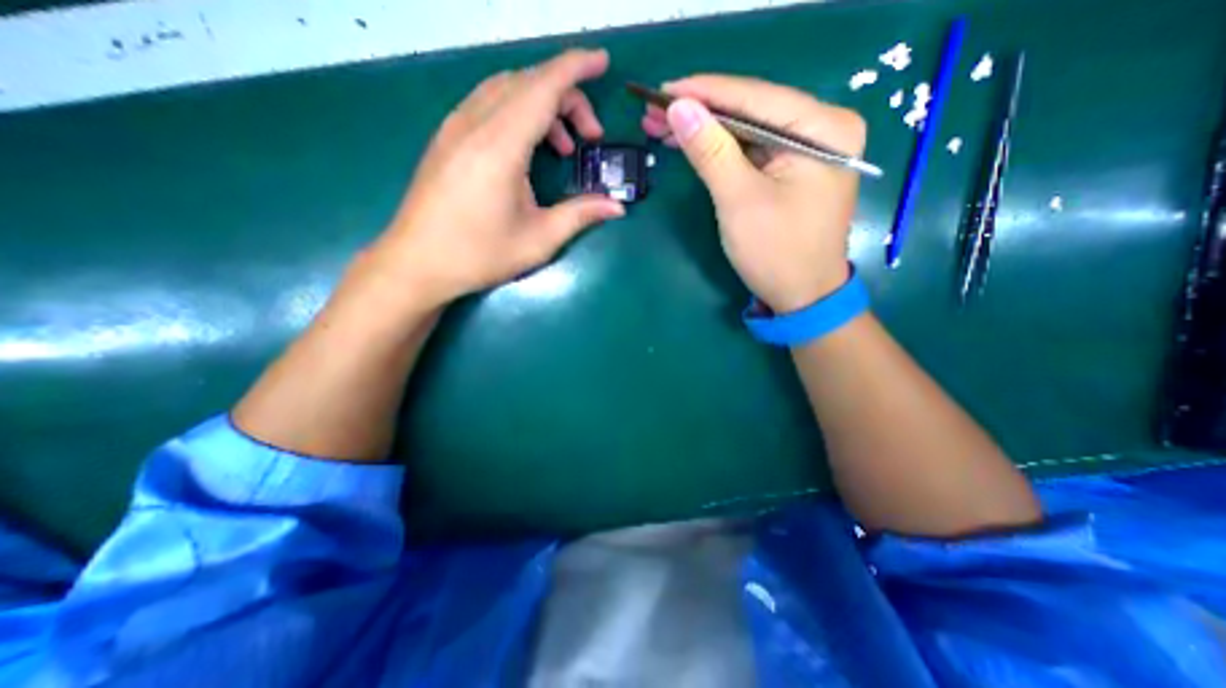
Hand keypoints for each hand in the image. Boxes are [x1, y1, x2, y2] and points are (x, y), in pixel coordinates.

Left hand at [366, 48, 623, 311]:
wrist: (416, 263)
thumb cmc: (479, 254)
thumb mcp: (538, 240)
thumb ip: (580, 215)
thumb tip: (617, 207)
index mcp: (500, 146)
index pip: (543, 87)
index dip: (576, 68)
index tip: (602, 62)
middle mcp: (475, 124)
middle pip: (527, 83)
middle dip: (567, 98)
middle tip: (591, 137)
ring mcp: (455, 127)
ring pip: (506, 89)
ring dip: (542, 106)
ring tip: (564, 147)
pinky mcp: (446, 138)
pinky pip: (488, 104)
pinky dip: (518, 112)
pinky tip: (528, 148)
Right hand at [641, 74, 869, 312]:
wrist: (802, 297)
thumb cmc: (775, 252)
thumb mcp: (739, 200)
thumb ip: (711, 150)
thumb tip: (679, 107)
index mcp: (823, 128)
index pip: (754, 97)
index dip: (704, 92)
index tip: (661, 90)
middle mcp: (822, 129)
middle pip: (751, 111)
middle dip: (700, 113)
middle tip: (653, 112)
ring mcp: (808, 150)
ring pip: (747, 131)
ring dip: (705, 131)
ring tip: (661, 127)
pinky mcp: (792, 170)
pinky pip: (751, 151)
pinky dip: (720, 150)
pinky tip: (691, 144)